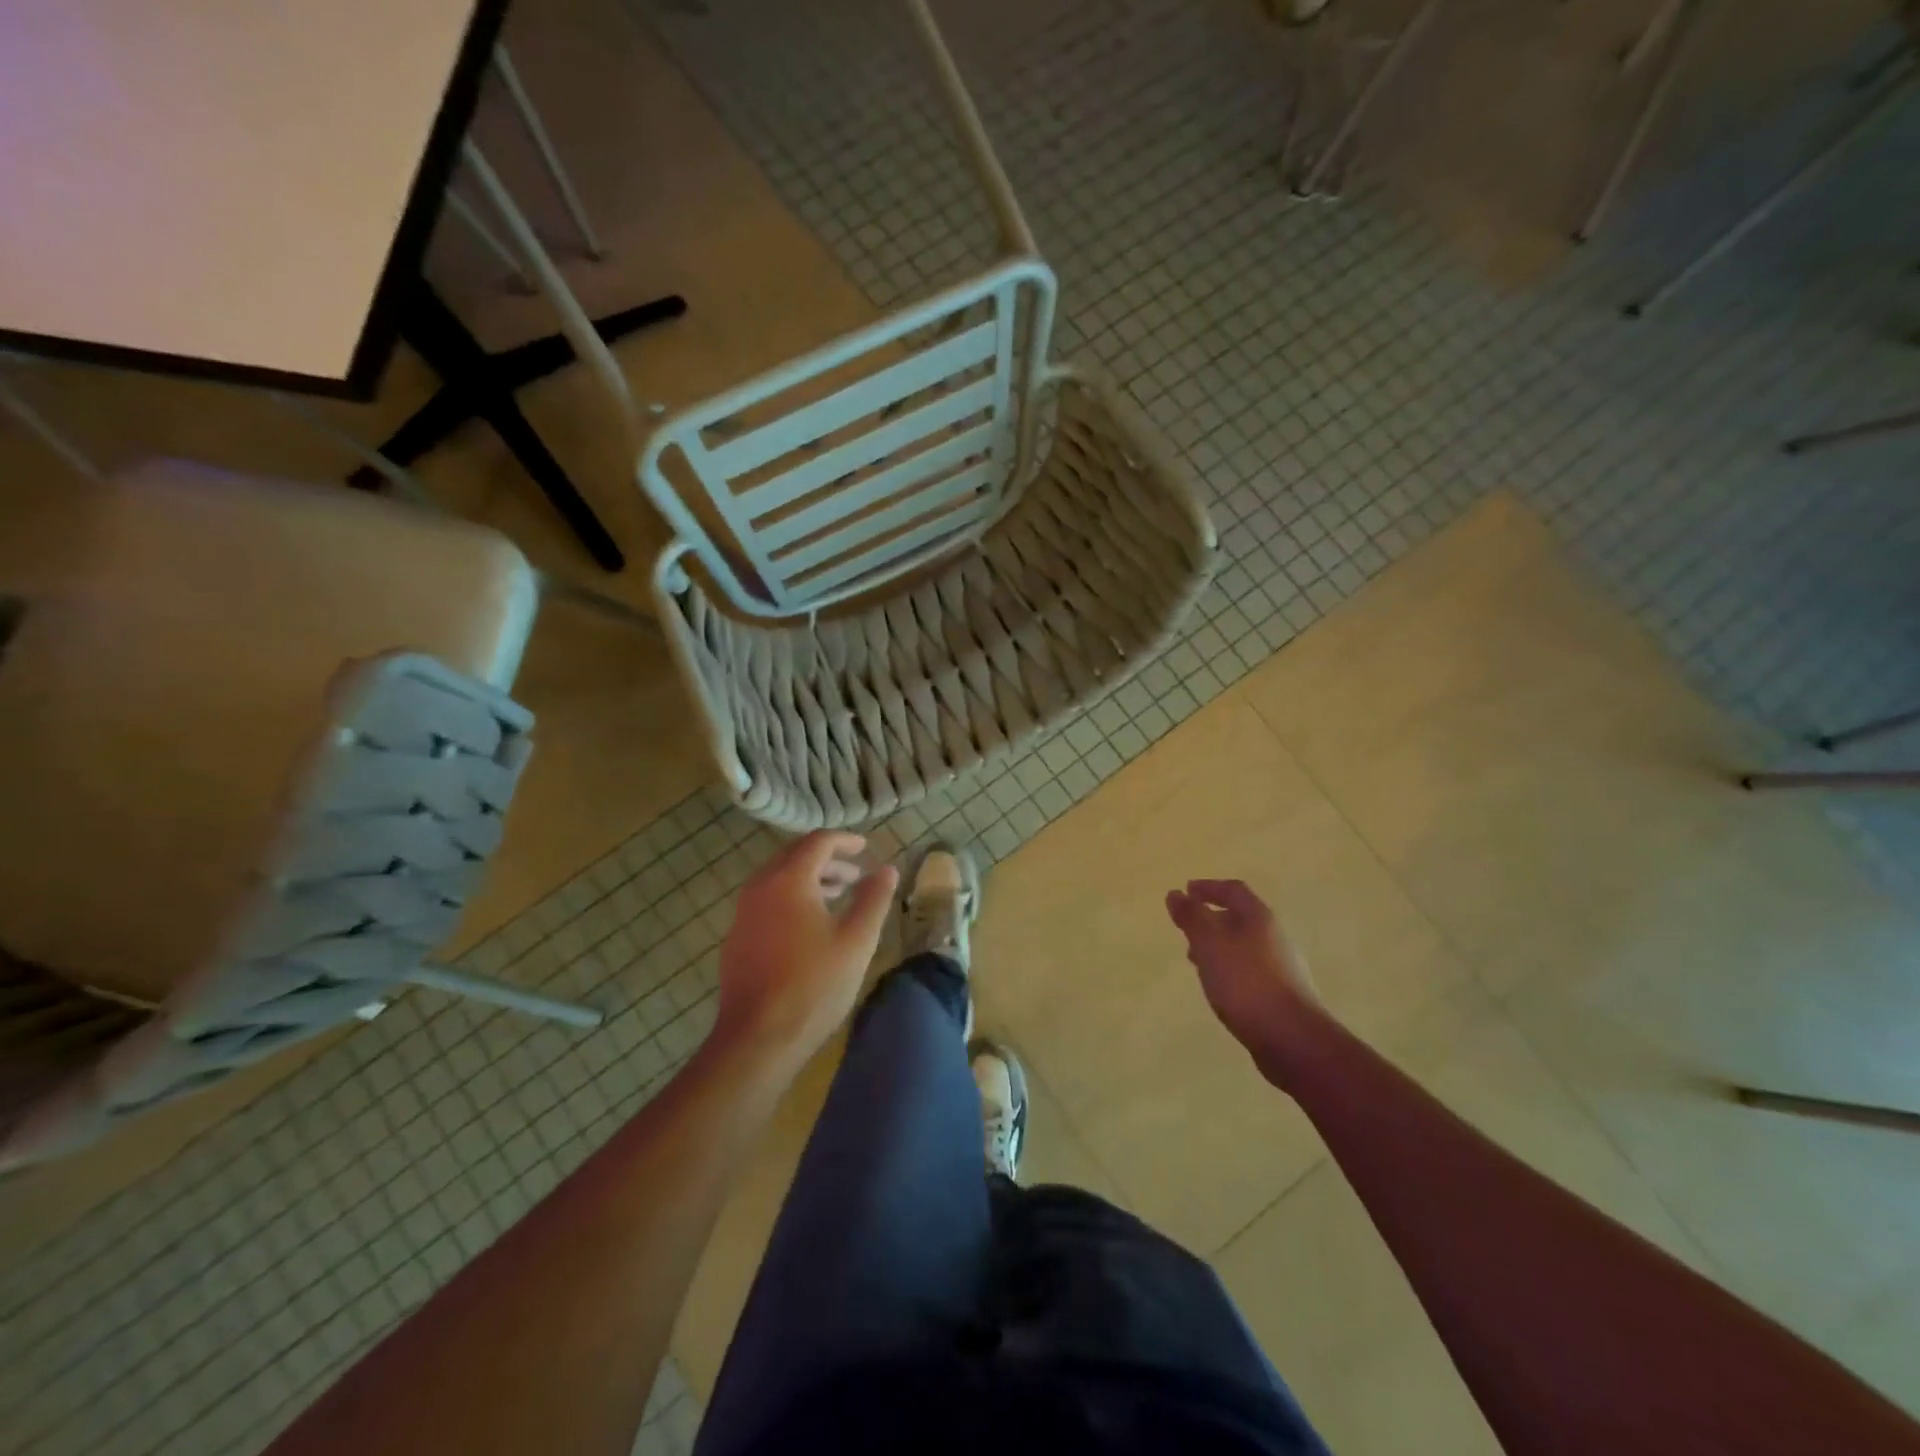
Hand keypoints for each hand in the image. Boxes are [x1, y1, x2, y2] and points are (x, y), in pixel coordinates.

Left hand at [714, 832, 897, 1073]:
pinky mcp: (737, 936)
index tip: (866, 847)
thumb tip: (887, 869)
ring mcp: (743, 912)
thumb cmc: (814, 985)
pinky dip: (791, 897)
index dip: (845, 841)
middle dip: (827, 859)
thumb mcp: (857, 940)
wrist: (758, 1037)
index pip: (818, 842)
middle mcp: (760, 886)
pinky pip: (767, 900)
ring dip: (809, 878)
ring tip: (837, 896)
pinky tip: (809, 925)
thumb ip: (874, 898)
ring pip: (778, 878)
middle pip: (794, 856)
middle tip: (855, 873)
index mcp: (789, 879)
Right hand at [1166, 879, 1324, 1086]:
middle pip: (1240, 918)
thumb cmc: (1245, 982)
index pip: (1233, 890)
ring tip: (1196, 958)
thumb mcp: (1209, 943)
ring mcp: (1281, 967)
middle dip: (1211, 918)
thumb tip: (1176, 894)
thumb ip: (1191, 917)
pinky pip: (1249, 970)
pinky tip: (1218, 986)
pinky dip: (1228, 968)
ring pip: (1243, 946)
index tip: (1186, 890)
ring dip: (1218, 946)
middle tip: (1187, 926)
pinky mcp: (1281, 994)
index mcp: (1259, 918)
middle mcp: (1274, 937)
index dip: (1209, 887)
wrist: (1292, 1038)